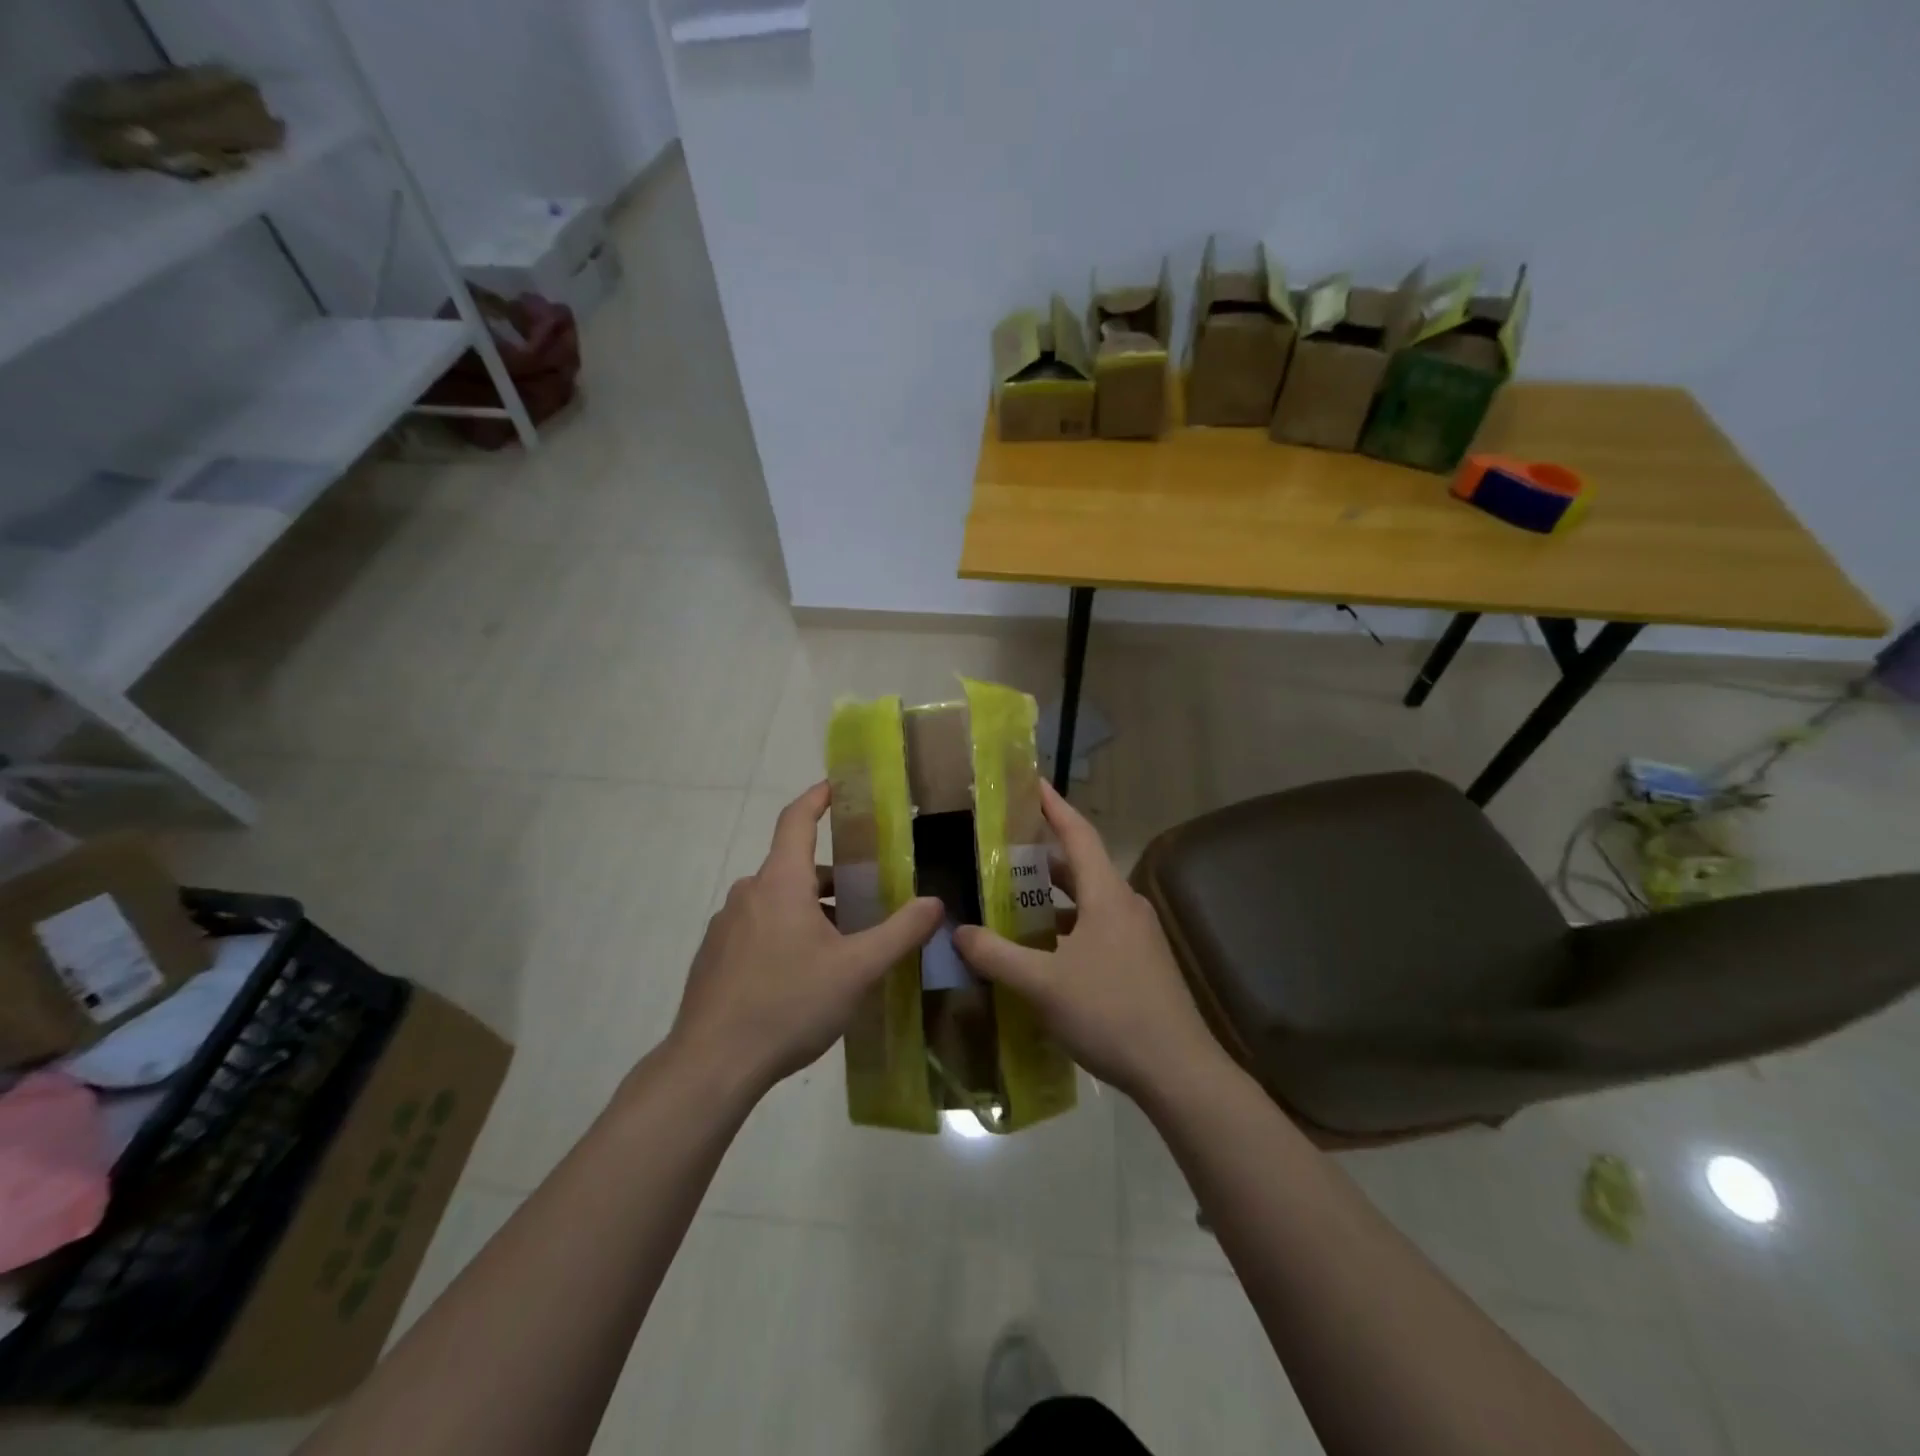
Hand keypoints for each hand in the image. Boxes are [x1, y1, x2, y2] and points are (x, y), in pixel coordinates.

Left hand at [669, 782, 942, 1093]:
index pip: (796, 820)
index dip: (817, 797)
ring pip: (777, 902)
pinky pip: (758, 928)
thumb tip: (935, 903)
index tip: (836, 786)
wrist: (710, 1065)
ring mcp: (726, 926)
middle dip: (833, 877)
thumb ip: (900, 932)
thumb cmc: (788, 1004)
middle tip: (869, 895)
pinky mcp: (714, 957)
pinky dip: (786, 934)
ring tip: (844, 945)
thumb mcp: (857, 970)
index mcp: (780, 883)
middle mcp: (748, 893)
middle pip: (795, 867)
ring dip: (811, 910)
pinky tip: (804, 977)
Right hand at [954, 782, 1221, 1099]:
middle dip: (1043, 855)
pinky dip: (1066, 927)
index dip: (1053, 806)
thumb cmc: (1111, 1013)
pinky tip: (1042, 951)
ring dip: (1053, 897)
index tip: (1031, 782)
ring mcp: (1137, 936)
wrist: (1179, 1071)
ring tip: (1013, 898)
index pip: (1078, 834)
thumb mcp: (1043, 985)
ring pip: (1088, 902)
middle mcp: (1125, 906)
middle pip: (1081, 866)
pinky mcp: (1141, 963)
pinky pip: (1097, 929)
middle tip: (1002, 848)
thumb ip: (997, 956)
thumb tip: (958, 932)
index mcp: (1107, 895)